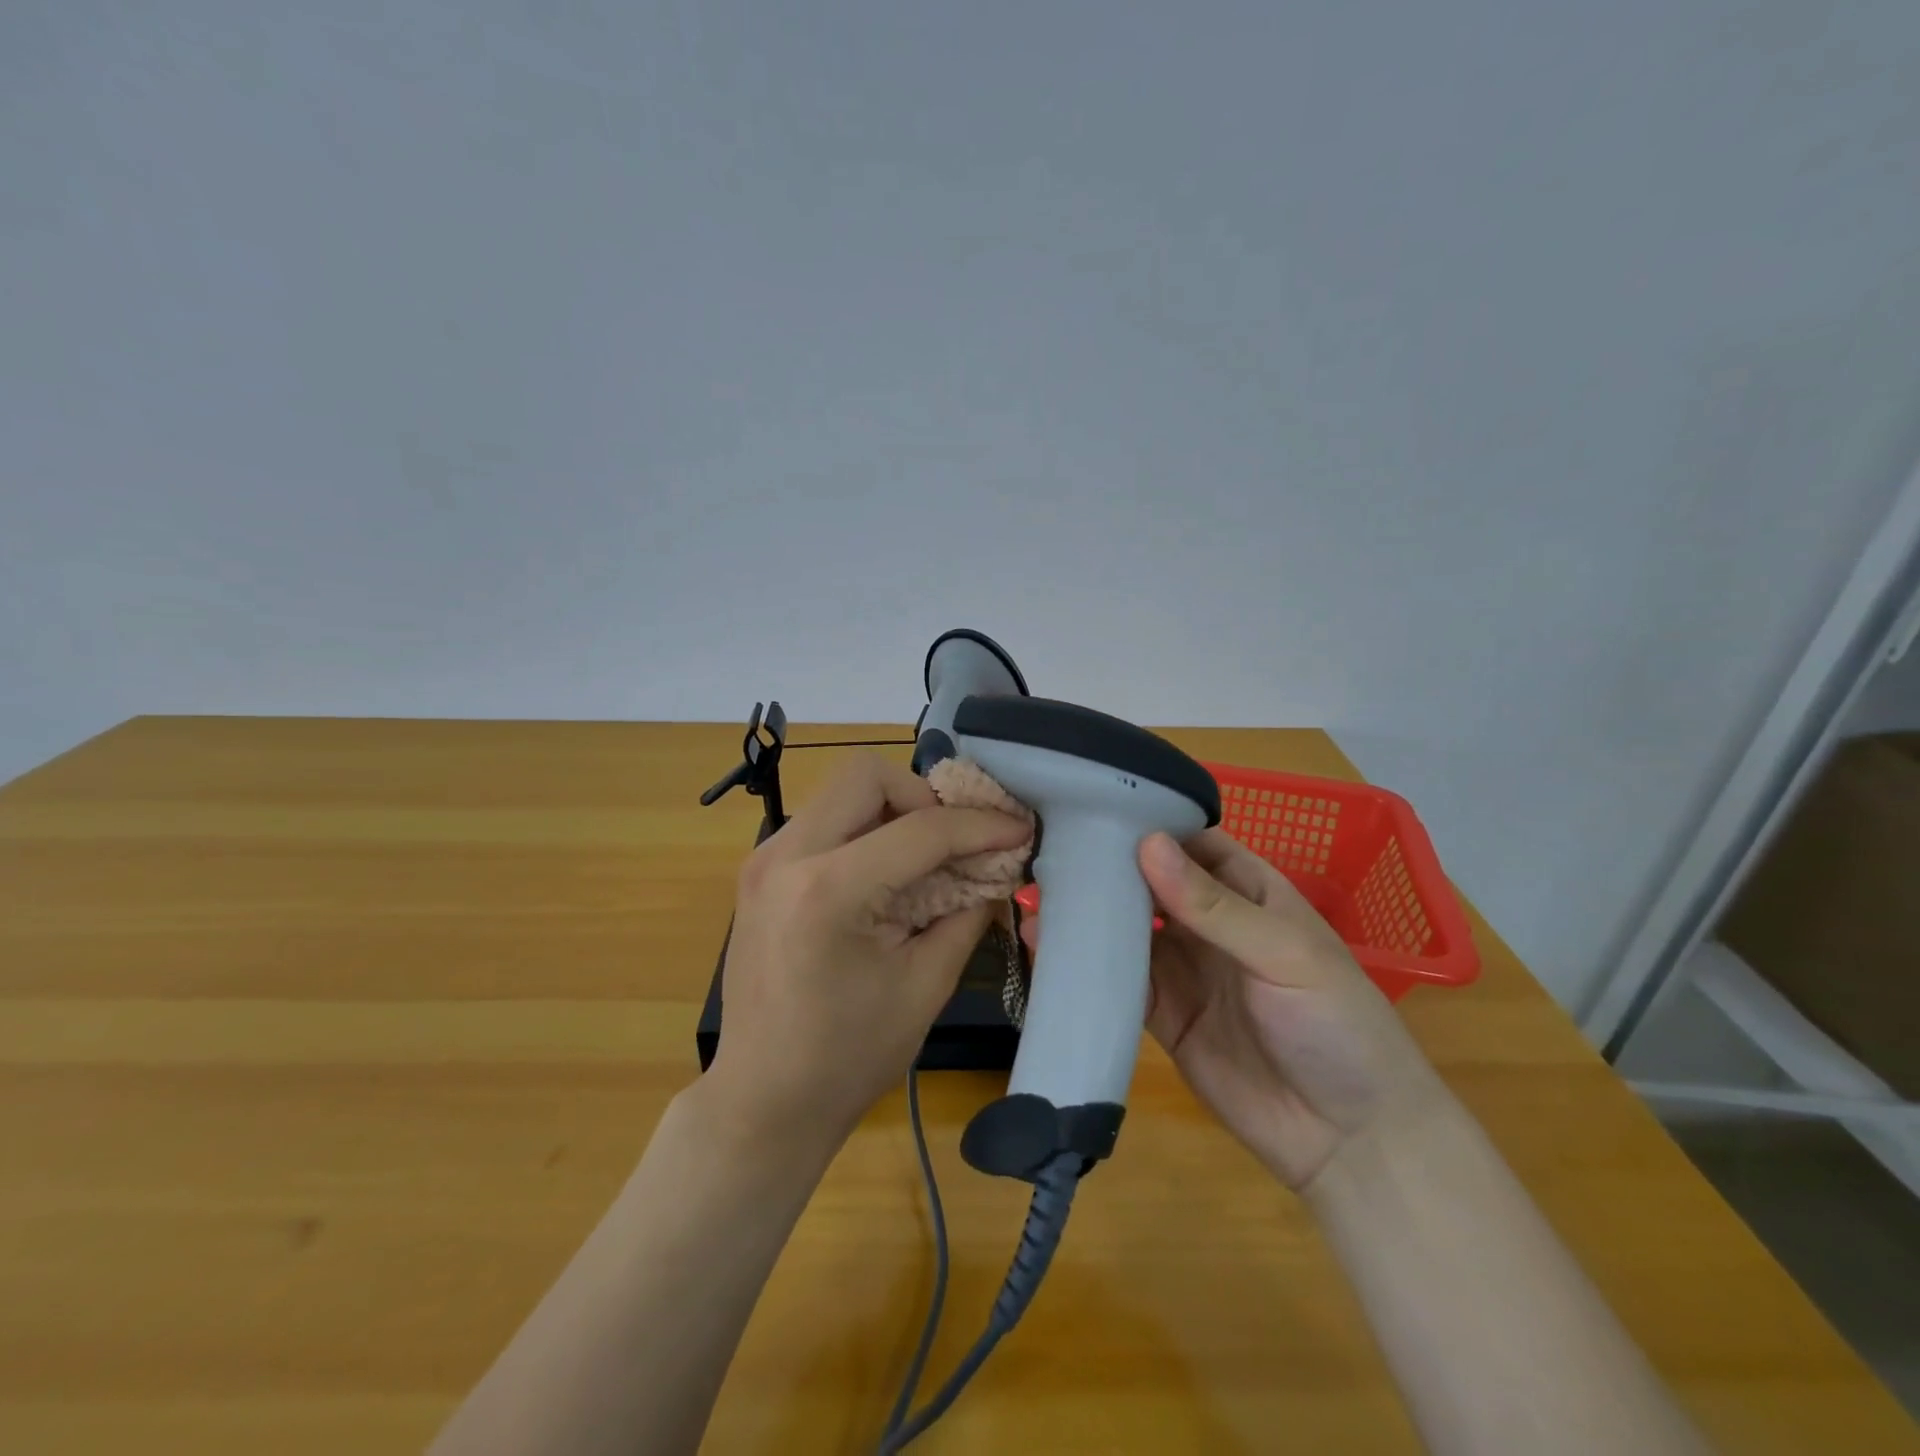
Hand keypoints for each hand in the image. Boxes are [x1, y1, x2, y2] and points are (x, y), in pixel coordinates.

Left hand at [709, 753, 1032, 1152]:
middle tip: (952, 842)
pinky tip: (884, 874)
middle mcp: (786, 856)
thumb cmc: (848, 1056)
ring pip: (841, 791)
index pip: (920, 830)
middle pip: (866, 774)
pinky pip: (822, 820)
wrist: (763, 1099)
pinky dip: (864, 829)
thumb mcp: (925, 986)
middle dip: (923, 798)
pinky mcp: (759, 869)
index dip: (979, 826)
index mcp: (828, 891)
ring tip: (923, 858)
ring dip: (891, 810)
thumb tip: (997, 869)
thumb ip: (967, 913)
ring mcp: (764, 859)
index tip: (1018, 829)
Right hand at [1021, 829, 1448, 1189]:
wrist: (1350, 1143)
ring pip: (1128, 928)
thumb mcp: (1284, 955)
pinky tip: (1045, 944)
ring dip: (1089, 912)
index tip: (1091, 805)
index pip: (1190, 841)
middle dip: (1106, 865)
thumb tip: (1146, 844)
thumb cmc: (1336, 1026)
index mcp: (1248, 891)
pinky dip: (1085, 963)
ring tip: (1034, 887)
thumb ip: (1213, 905)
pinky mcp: (1162, 1014)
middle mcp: (1210, 922)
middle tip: (1047, 845)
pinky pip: (1119, 980)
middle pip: (1150, 882)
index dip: (1147, 822)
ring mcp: (1184, 968)